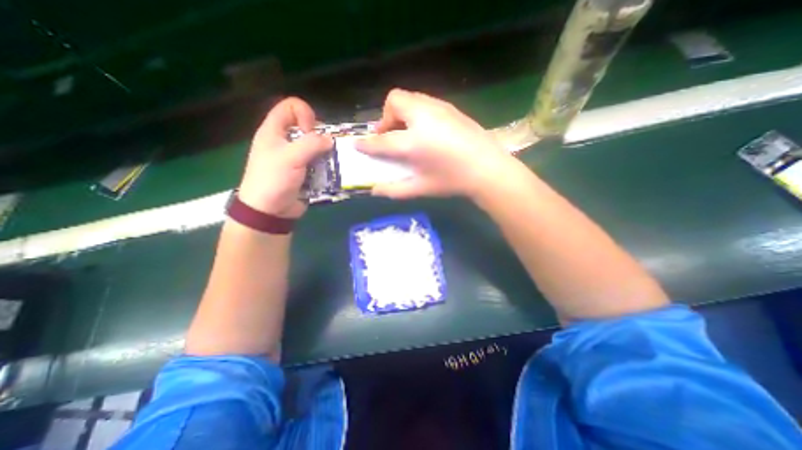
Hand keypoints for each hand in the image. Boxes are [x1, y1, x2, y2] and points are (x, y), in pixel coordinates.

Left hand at [238, 96, 332, 218]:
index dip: (305, 114)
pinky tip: (329, 173)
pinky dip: (325, 166)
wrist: (270, 210)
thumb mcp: (291, 157)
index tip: (310, 132)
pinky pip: (318, 163)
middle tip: (323, 150)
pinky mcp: (304, 172)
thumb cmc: (274, 179)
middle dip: (319, 137)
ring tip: (331, 163)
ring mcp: (295, 158)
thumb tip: (330, 139)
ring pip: (315, 147)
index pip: (291, 106)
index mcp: (274, 131)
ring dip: (325, 154)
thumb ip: (312, 144)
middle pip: (306, 127)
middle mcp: (285, 141)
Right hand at [355, 88, 520, 199]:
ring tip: (408, 133)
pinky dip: (416, 112)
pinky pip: (425, 102)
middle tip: (391, 136)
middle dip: (386, 117)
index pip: (383, 140)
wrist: (488, 168)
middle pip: (395, 101)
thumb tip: (374, 190)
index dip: (367, 143)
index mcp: (415, 142)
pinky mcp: (450, 107)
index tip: (358, 144)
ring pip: (410, 97)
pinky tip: (426, 131)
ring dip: (401, 113)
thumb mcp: (422, 188)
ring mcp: (439, 108)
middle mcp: (424, 117)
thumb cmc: (453, 181)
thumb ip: (395, 190)